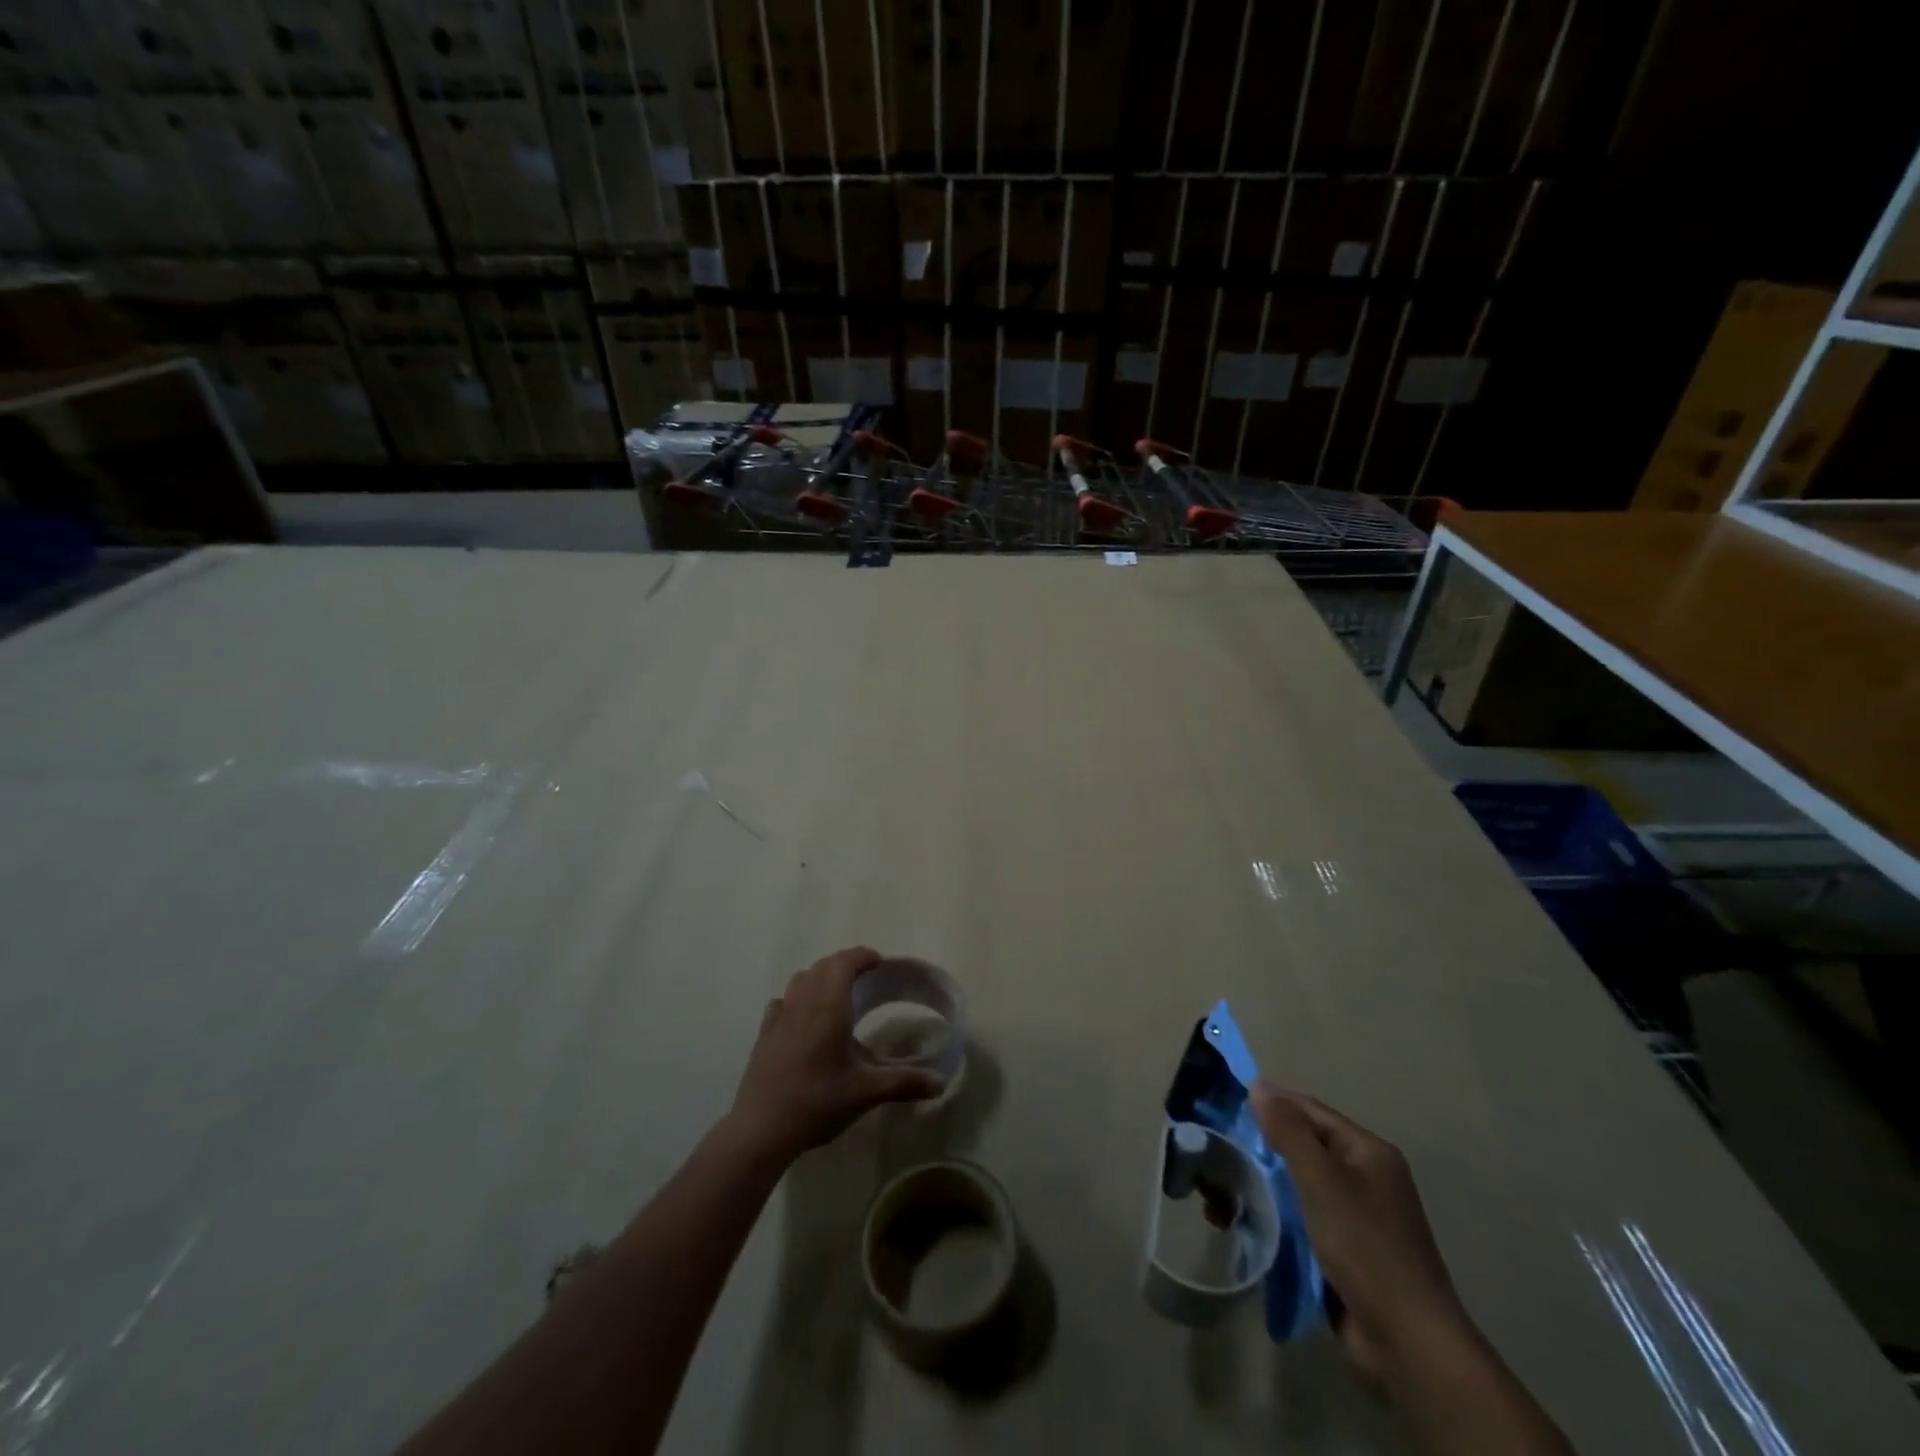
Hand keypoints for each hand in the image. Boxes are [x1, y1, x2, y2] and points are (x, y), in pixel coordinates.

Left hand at [728, 947, 943, 1161]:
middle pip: (823, 966)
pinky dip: (796, 999)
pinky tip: (803, 1020)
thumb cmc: (817, 1102)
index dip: (862, 956)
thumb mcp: (866, 1092)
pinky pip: (782, 1002)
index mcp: (829, 1007)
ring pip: (800, 980)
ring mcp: (779, 1017)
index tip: (879, 962)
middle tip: (865, 979)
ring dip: (820, 978)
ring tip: (836, 996)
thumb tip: (939, 1082)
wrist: (761, 1129)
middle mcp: (803, 1003)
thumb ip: (904, 1082)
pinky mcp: (764, 1035)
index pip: (844, 963)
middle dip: (844, 965)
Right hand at [1251, 1082, 1475, 1383]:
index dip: (1273, 1103)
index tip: (1229, 1104)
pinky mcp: (1347, 1250)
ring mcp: (1359, 1216)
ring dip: (1267, 1183)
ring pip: (1301, 1184)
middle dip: (1265, 1146)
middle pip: (1306, 1147)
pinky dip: (1279, 1214)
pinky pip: (1305, 1217)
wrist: (1408, 1341)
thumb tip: (1259, 1086)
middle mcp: (1367, 1177)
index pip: (1312, 1111)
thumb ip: (1289, 1132)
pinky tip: (1249, 1218)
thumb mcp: (1322, 1181)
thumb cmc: (1366, 1247)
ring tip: (1225, 1185)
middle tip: (1221, 1147)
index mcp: (1368, 1152)